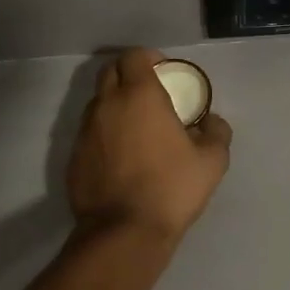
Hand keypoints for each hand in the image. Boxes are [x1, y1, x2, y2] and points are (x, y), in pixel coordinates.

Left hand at [67, 49, 231, 243]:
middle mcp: (107, 104)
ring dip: (115, 104)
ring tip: (136, 126)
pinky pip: (90, 132)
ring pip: (97, 102)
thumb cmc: (171, 188)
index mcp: (139, 95)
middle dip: (128, 74)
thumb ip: (216, 132)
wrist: (123, 233)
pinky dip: (104, 133)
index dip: (149, 58)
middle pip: (110, 71)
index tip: (164, 71)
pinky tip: (121, 156)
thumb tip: (211, 122)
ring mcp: (85, 130)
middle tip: (149, 93)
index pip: (134, 56)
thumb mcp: (212, 161)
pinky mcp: (74, 157)